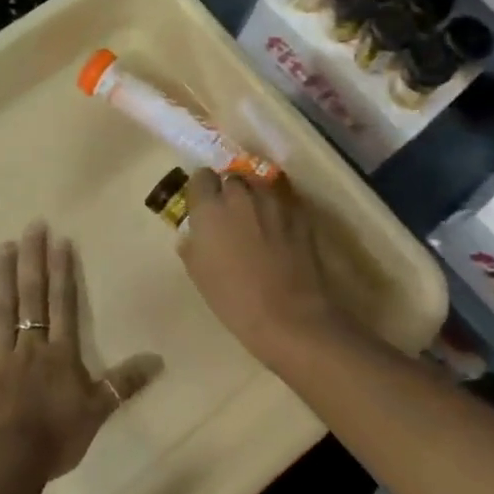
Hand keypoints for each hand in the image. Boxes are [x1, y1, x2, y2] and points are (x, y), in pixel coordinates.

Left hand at [0, 223, 160, 482]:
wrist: (10, 464)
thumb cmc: (56, 437)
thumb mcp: (98, 412)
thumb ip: (125, 383)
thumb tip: (158, 360)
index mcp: (60, 353)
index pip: (63, 304)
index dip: (62, 272)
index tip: (60, 241)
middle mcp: (31, 345)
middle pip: (32, 296)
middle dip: (33, 260)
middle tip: (32, 226)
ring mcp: (0, 357)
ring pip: (2, 310)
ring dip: (3, 276)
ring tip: (4, 245)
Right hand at [178, 170, 340, 362]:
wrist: (290, 316)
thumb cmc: (235, 299)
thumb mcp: (198, 274)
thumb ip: (192, 244)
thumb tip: (195, 234)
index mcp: (210, 208)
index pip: (201, 177)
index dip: (202, 190)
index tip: (203, 206)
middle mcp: (241, 195)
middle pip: (232, 177)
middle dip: (229, 191)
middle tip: (230, 216)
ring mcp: (274, 201)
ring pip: (259, 185)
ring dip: (255, 197)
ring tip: (257, 220)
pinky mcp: (300, 212)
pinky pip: (283, 200)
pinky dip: (278, 209)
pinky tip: (280, 230)